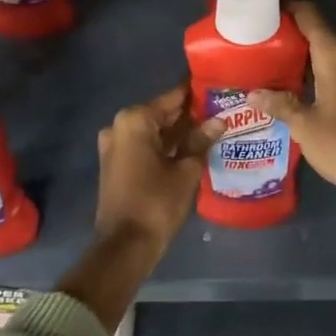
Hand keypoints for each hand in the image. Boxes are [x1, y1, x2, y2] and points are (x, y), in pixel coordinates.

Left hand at [94, 84, 216, 252]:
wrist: (125, 246)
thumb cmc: (157, 202)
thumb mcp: (185, 170)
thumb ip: (201, 141)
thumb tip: (219, 121)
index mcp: (135, 120)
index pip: (172, 98)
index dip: (196, 94)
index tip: (218, 89)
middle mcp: (119, 126)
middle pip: (161, 113)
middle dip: (189, 114)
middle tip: (221, 110)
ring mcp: (115, 146)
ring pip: (154, 131)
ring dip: (178, 132)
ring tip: (212, 128)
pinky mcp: (116, 164)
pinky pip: (145, 145)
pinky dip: (165, 145)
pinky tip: (192, 148)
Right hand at [247, 1, 335, 198]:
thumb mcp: (304, 124)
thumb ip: (280, 103)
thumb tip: (253, 93)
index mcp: (335, 55)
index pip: (310, 15)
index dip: (288, 8)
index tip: (265, 10)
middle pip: (319, 33)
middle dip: (292, 35)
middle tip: (261, 42)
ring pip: (330, 53)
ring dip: (306, 56)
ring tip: (274, 64)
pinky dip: (319, 71)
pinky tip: (299, 86)